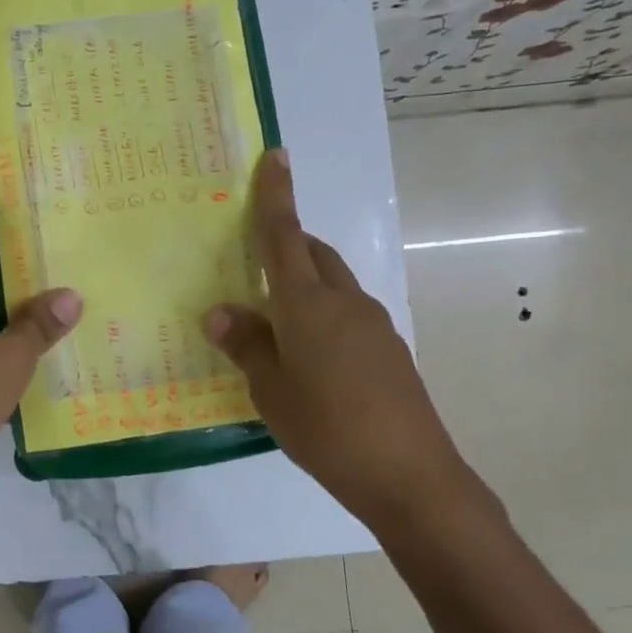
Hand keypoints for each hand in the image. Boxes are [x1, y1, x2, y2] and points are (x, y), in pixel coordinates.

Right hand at [204, 150, 485, 536]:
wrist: (410, 476)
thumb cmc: (327, 428)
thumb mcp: (271, 390)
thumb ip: (246, 345)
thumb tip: (221, 313)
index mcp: (307, 304)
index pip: (284, 236)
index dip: (276, 196)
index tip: (276, 156)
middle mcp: (344, 302)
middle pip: (314, 255)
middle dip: (287, 244)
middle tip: (253, 259)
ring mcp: (373, 325)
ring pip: (332, 285)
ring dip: (304, 284)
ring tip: (273, 320)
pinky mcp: (389, 351)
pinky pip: (347, 315)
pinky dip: (322, 315)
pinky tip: (308, 356)